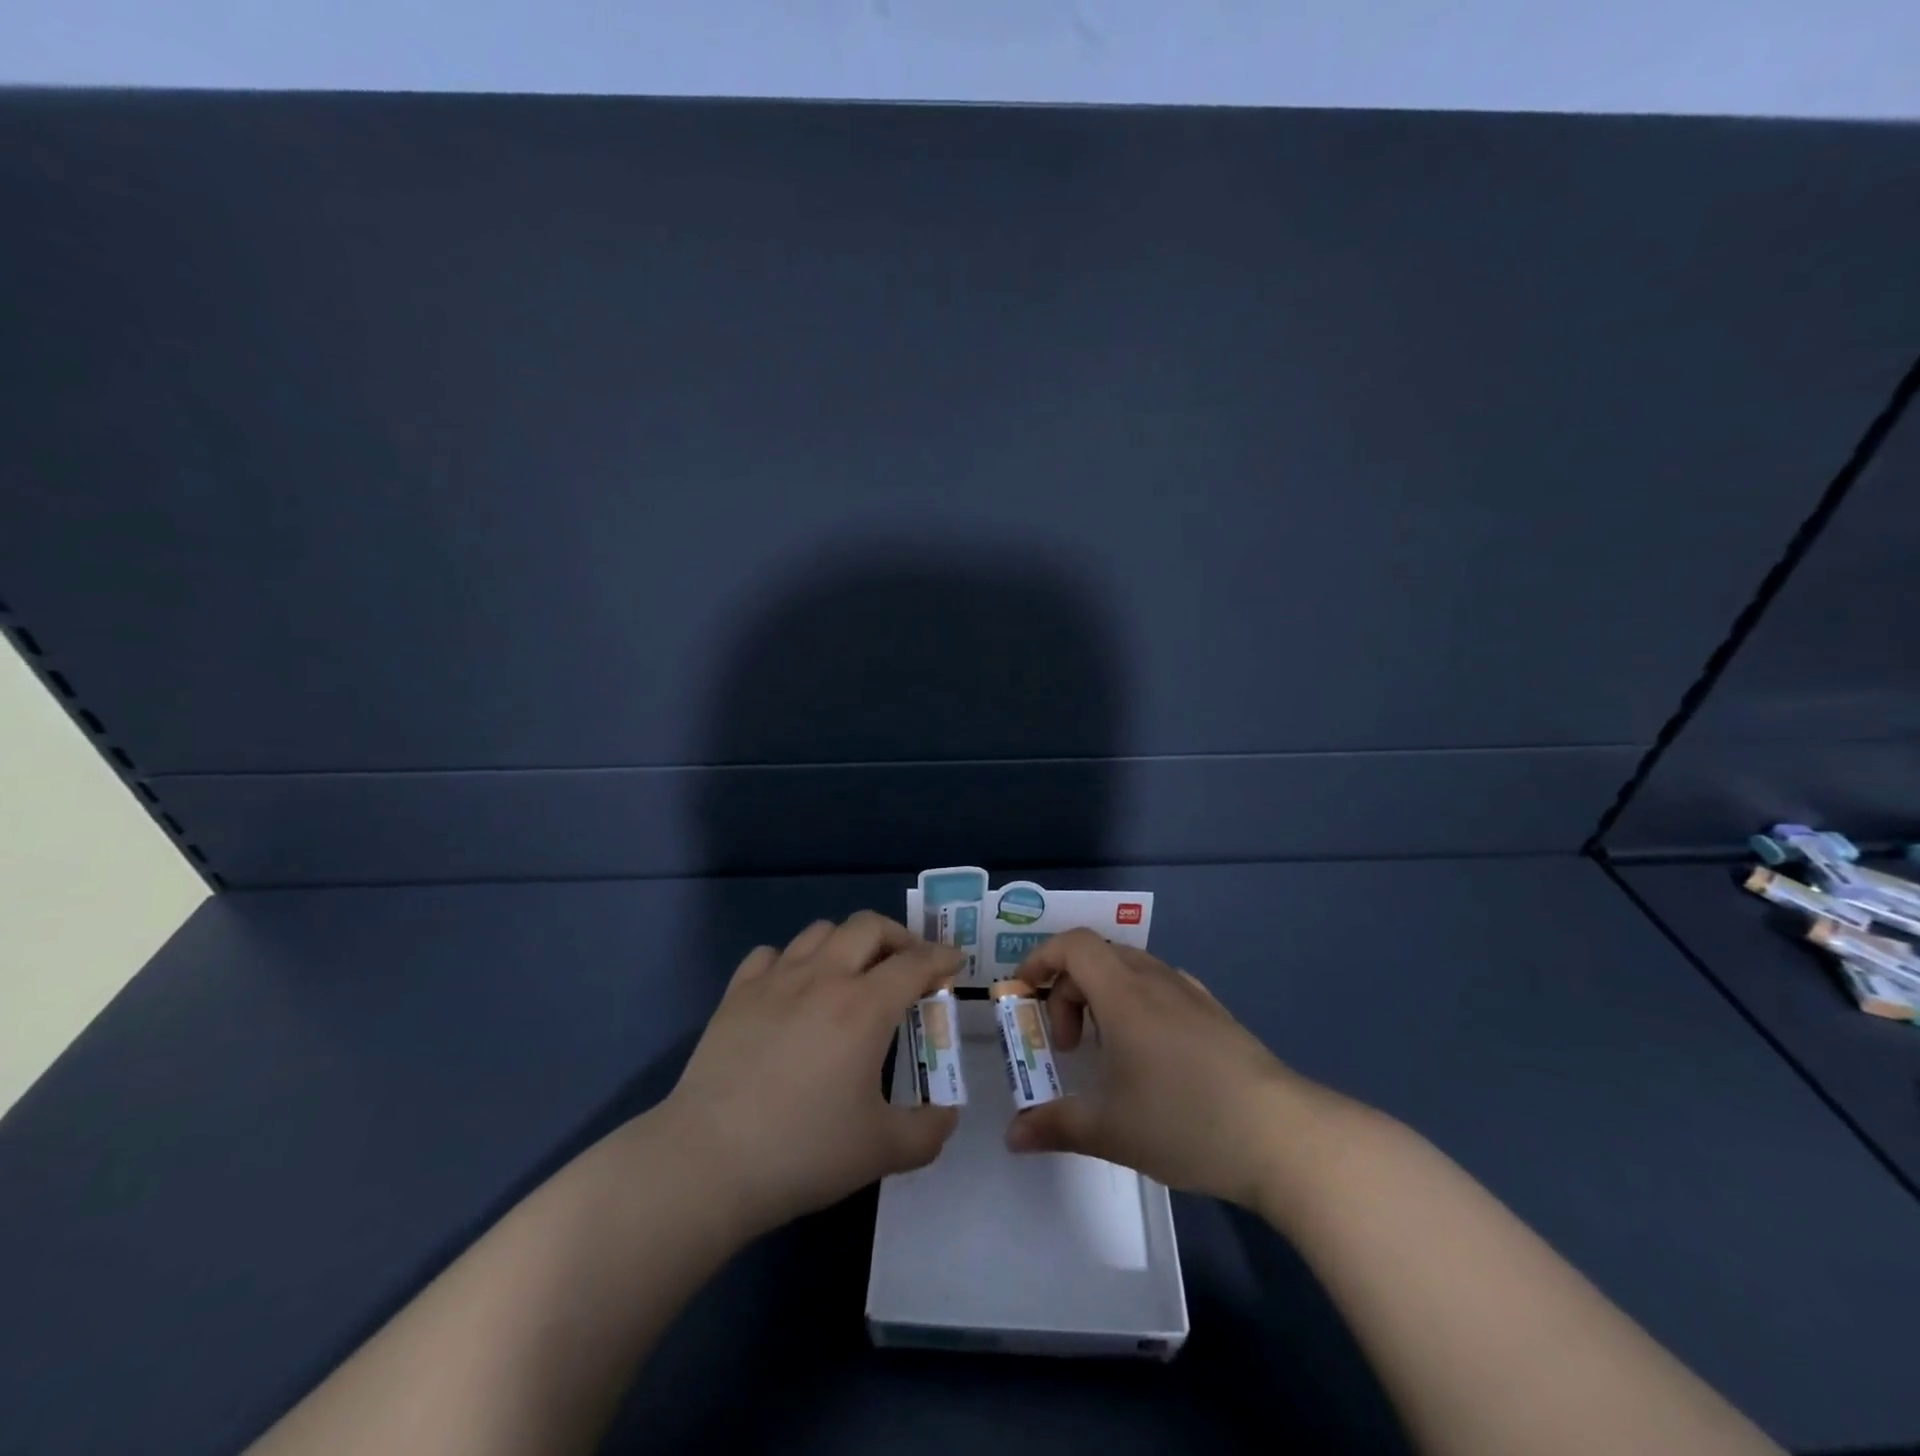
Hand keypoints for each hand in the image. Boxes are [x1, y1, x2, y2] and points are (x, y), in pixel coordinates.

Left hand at [655, 912, 963, 1240]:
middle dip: (898, 937)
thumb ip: (928, 1131)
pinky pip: (771, 954)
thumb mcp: (881, 1151)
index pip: (915, 963)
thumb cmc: (803, 1151)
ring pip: (820, 931)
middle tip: (908, 965)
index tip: (954, 962)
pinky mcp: (736, 994)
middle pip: (868, 926)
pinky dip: (792, 961)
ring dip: (847, 943)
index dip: (941, 958)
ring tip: (853, 974)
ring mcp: (775, 981)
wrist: (708, 1162)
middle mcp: (823, 978)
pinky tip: (793, 990)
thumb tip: (947, 1115)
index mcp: (864, 1007)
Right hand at [1004, 928, 1314, 1209]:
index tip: (1024, 995)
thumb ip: (1055, 1126)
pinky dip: (1136, 1005)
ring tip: (1104, 1051)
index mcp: (1124, 993)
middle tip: (1067, 1046)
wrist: (1283, 1136)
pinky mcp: (1215, 1014)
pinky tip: (1149, 1055)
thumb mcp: (1111, 1130)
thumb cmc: (1186, 1122)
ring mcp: (1191, 994)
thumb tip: (1013, 1136)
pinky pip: (1161, 988)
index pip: (1073, 945)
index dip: (1041, 959)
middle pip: (1097, 957)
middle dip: (1068, 991)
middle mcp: (1156, 980)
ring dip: (1103, 997)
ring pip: (1131, 971)